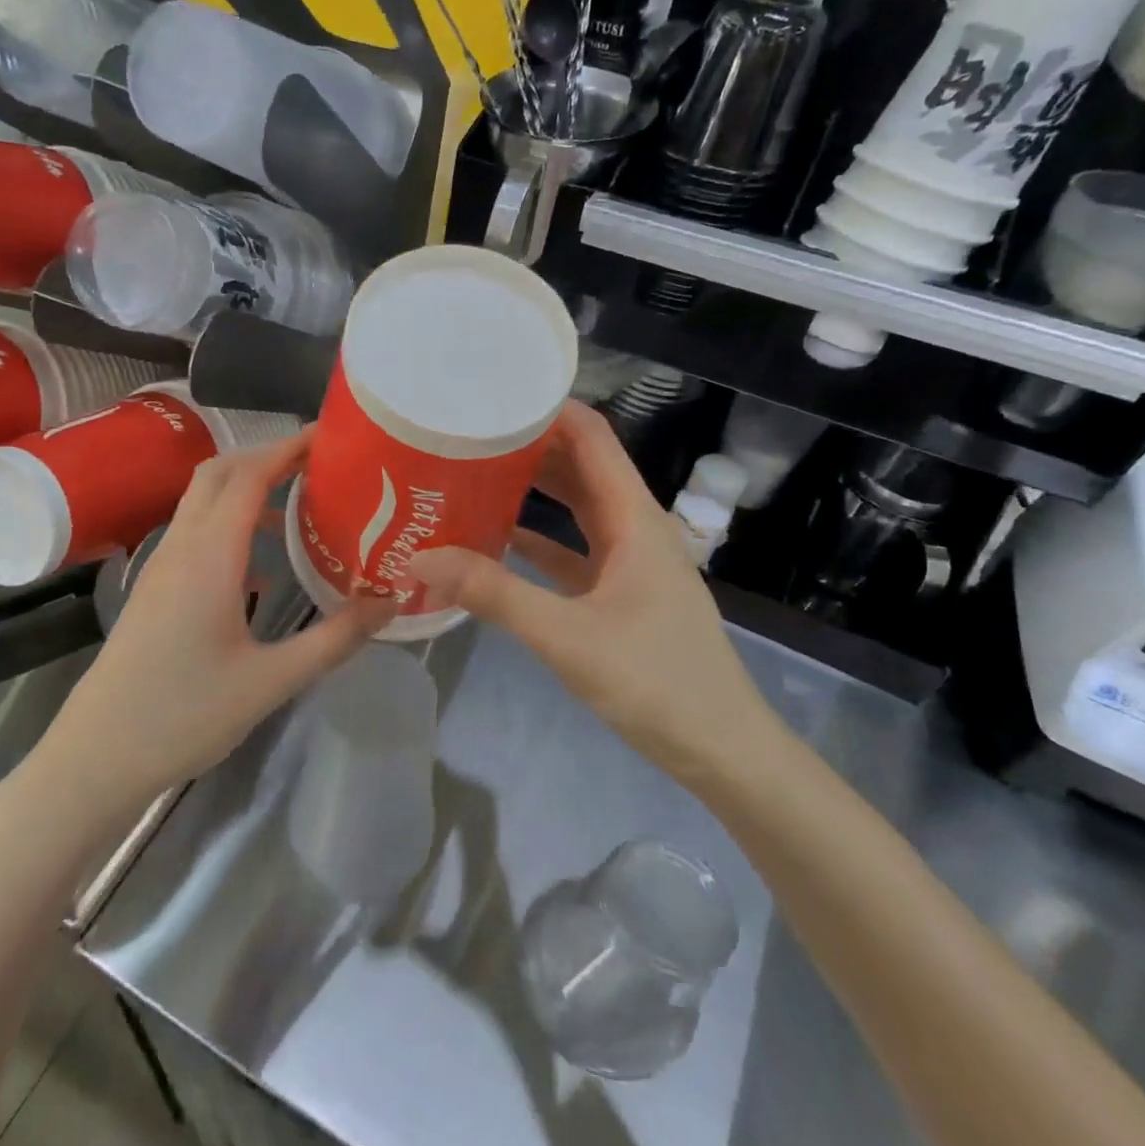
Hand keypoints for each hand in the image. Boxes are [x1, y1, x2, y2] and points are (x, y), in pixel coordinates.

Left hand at [33, 431, 387, 825]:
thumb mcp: (271, 681)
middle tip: (319, 465)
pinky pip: (195, 529)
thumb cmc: (184, 715)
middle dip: (267, 456)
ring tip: (299, 503)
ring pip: (203, 499)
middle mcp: (181, 547)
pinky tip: (261, 560)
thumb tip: (390, 600)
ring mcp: (162, 565)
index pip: (248, 476)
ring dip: (246, 486)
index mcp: (209, 556)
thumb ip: (334, 638)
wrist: (98, 755)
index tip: (329, 437)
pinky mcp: (155, 587)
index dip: (288, 448)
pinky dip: (230, 518)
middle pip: (220, 473)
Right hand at [410, 401, 777, 782]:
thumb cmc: (657, 682)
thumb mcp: (568, 636)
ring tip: (474, 472)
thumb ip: (494, 594)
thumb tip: (421, 557)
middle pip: (581, 465)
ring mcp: (629, 562)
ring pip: (577, 507)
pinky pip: (572, 549)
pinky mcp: (619, 594)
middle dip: (530, 443)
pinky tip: (495, 537)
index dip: (548, 408)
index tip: (493, 394)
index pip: (593, 437)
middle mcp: (634, 527)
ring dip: (533, 488)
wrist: (722, 751)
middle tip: (468, 432)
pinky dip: (538, 538)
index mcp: (634, 518)